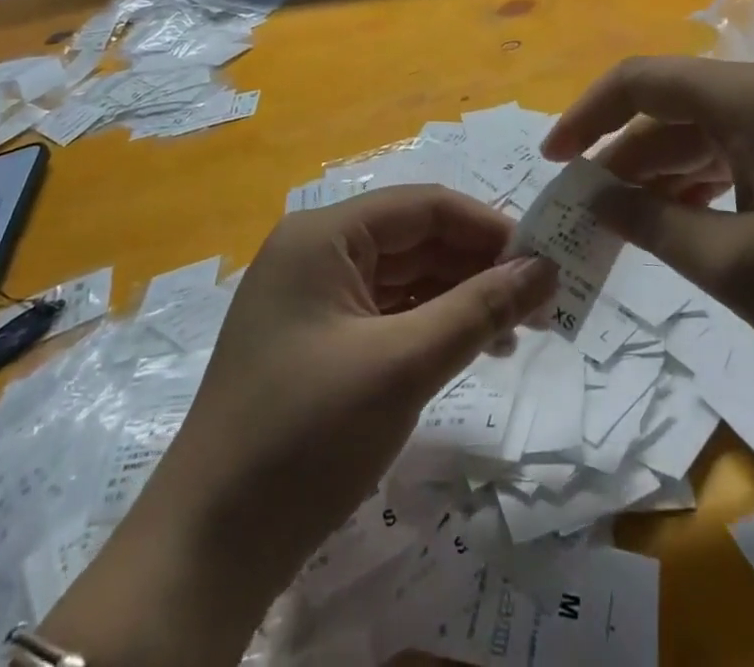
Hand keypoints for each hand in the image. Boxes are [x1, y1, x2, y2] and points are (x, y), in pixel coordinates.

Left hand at [44, 186, 555, 665]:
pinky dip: (430, 325)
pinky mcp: (315, 340)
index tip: (545, 258)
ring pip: (403, 277)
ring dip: (459, 297)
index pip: (423, 206)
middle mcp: (316, 251)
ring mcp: (312, 297)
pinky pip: (385, 313)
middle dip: (477, 265)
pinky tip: (470, 348)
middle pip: (414, 239)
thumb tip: (546, 269)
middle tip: (541, 300)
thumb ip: (478, 309)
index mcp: (324, 234)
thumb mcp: (402, 365)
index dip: (487, 227)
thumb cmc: (306, 436)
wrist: (208, 548)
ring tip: (517, 330)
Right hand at [544, 56, 753, 422]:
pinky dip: (699, 178)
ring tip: (619, 219)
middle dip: (620, 150)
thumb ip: (652, 224)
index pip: (644, 81)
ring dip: (658, 168)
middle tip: (582, 205)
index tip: (552, 160)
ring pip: (702, 127)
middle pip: (672, 103)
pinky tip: (677, 218)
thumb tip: (592, 198)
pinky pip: (736, 147)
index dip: (587, 114)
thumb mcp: (738, 270)